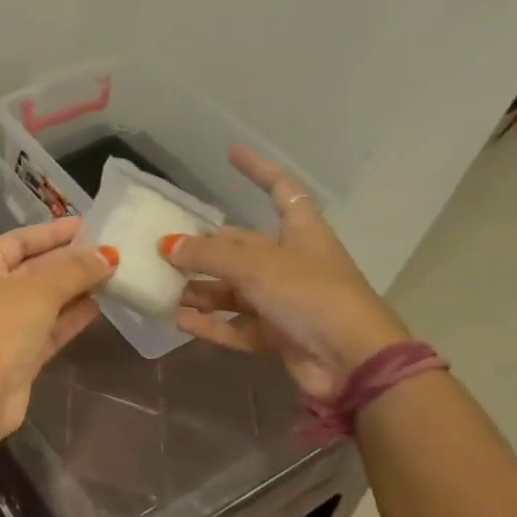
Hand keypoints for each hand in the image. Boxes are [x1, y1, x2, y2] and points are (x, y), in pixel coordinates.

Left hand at [0, 218, 116, 435]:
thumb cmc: (2, 326)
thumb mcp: (40, 289)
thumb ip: (75, 270)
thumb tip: (108, 254)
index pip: (20, 240)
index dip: (53, 232)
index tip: (87, 225)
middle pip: (34, 269)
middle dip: (70, 261)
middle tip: (109, 250)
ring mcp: (4, 325)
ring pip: (44, 300)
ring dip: (76, 288)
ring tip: (113, 274)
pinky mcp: (20, 354)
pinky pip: (50, 327)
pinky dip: (72, 316)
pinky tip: (100, 305)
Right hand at [162, 148, 409, 399]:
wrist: (354, 364)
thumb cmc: (312, 297)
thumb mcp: (256, 267)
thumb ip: (208, 255)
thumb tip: (166, 245)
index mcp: (301, 233)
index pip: (281, 190)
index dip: (258, 170)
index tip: (231, 152)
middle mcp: (292, 263)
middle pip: (241, 247)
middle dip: (205, 248)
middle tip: (164, 250)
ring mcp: (285, 301)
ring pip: (233, 289)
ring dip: (200, 290)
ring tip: (162, 288)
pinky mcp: (277, 335)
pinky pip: (234, 325)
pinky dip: (209, 323)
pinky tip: (177, 320)